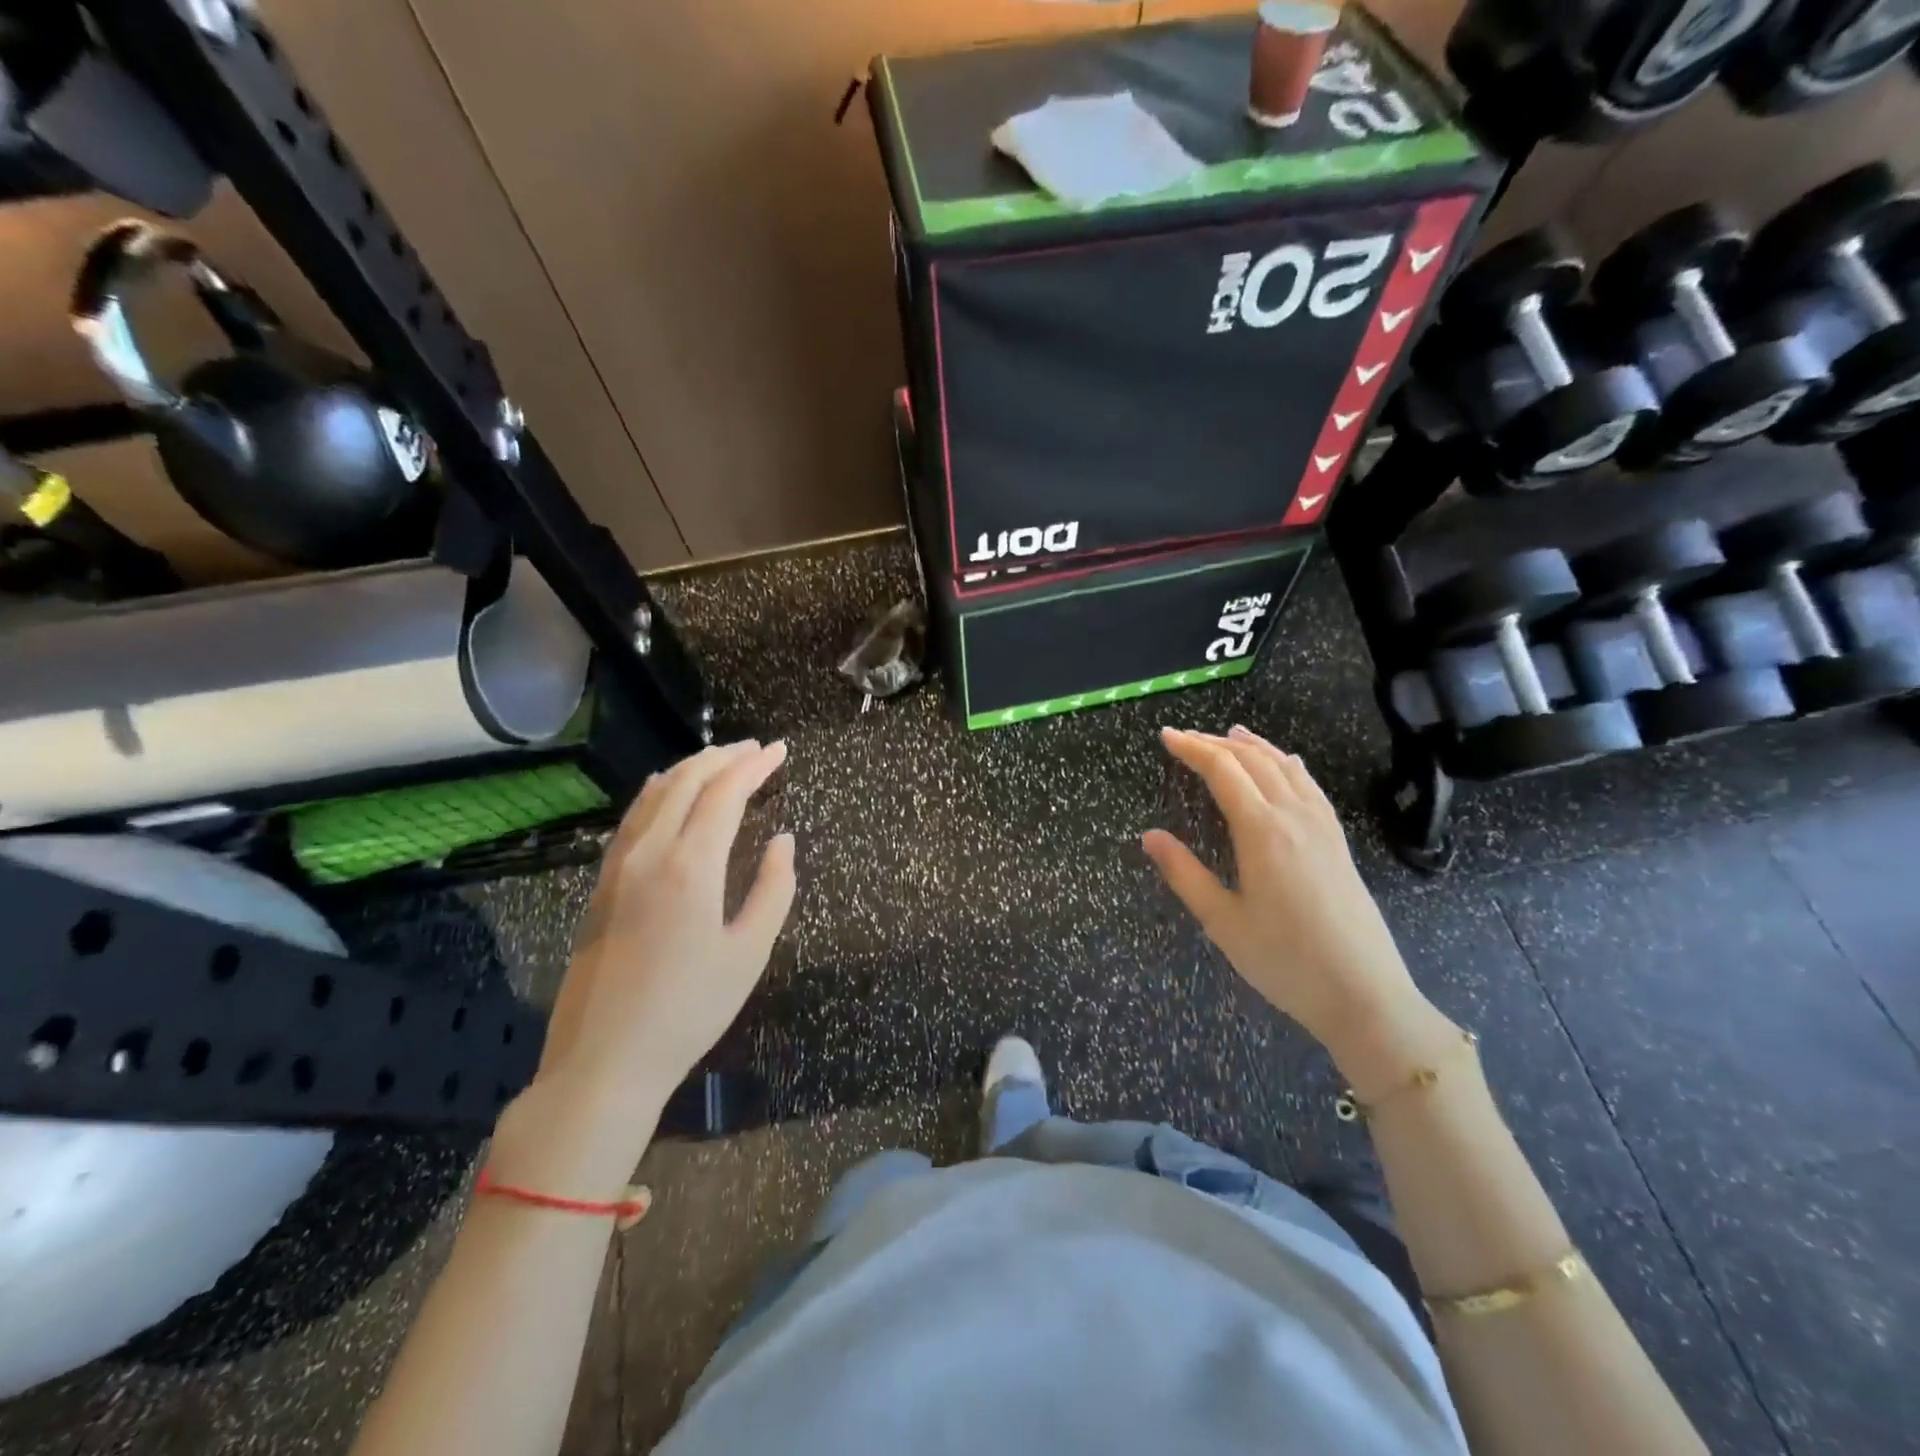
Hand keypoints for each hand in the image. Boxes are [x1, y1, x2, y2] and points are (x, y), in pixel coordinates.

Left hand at [499, 741, 794, 1189]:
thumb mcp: (749, 953)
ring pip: (654, 794)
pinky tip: (666, 790)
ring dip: (691, 769)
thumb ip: (773, 890)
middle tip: (756, 750)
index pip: (725, 793)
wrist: (603, 1061)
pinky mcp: (601, 885)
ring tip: (721, 760)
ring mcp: (617, 867)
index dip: (754, 766)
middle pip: (687, 781)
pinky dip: (658, 792)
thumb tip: (783, 841)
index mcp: (690, 866)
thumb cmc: (689, 1010)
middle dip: (724, 758)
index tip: (780, 751)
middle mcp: (650, 852)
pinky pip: (633, 818)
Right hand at [1143, 726, 1433, 1065]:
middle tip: (1185, 737)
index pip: (1223, 771)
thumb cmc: (1285, 961)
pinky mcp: (1338, 842)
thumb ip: (1184, 874)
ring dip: (1254, 746)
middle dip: (1216, 743)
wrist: (1365, 995)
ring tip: (1230, 734)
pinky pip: (1310, 786)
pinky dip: (1288, 764)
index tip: (1166, 737)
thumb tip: (1149, 836)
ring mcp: (1322, 827)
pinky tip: (1286, 764)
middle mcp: (1294, 817)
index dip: (1192, 749)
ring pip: (1285, 767)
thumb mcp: (1223, 922)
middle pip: (1253, 761)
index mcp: (1262, 831)